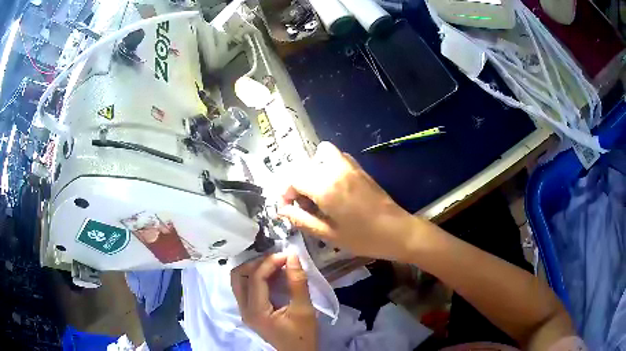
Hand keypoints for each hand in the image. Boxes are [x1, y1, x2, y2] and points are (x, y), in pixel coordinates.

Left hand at [231, 253, 317, 350]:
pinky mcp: (249, 311)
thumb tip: (293, 256)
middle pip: (238, 276)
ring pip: (239, 280)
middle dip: (257, 263)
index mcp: (255, 311)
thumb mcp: (304, 310)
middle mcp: (244, 309)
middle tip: (278, 259)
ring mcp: (244, 310)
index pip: (255, 278)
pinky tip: (273, 275)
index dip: (270, 262)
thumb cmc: (302, 335)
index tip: (287, 254)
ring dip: (255, 269)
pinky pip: (245, 287)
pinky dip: (256, 277)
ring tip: (276, 265)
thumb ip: (298, 283)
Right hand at [278, 142, 419, 260]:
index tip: (288, 209)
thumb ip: (301, 220)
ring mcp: (349, 166)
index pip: (293, 178)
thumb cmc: (363, 238)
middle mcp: (335, 169)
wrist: (398, 231)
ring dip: (313, 171)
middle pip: (304, 165)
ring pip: (321, 155)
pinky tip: (334, 189)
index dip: (285, 192)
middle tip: (305, 205)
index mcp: (325, 187)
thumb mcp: (328, 234)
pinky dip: (328, 166)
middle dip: (298, 183)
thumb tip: (281, 210)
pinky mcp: (360, 168)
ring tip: (318, 194)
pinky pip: (336, 157)